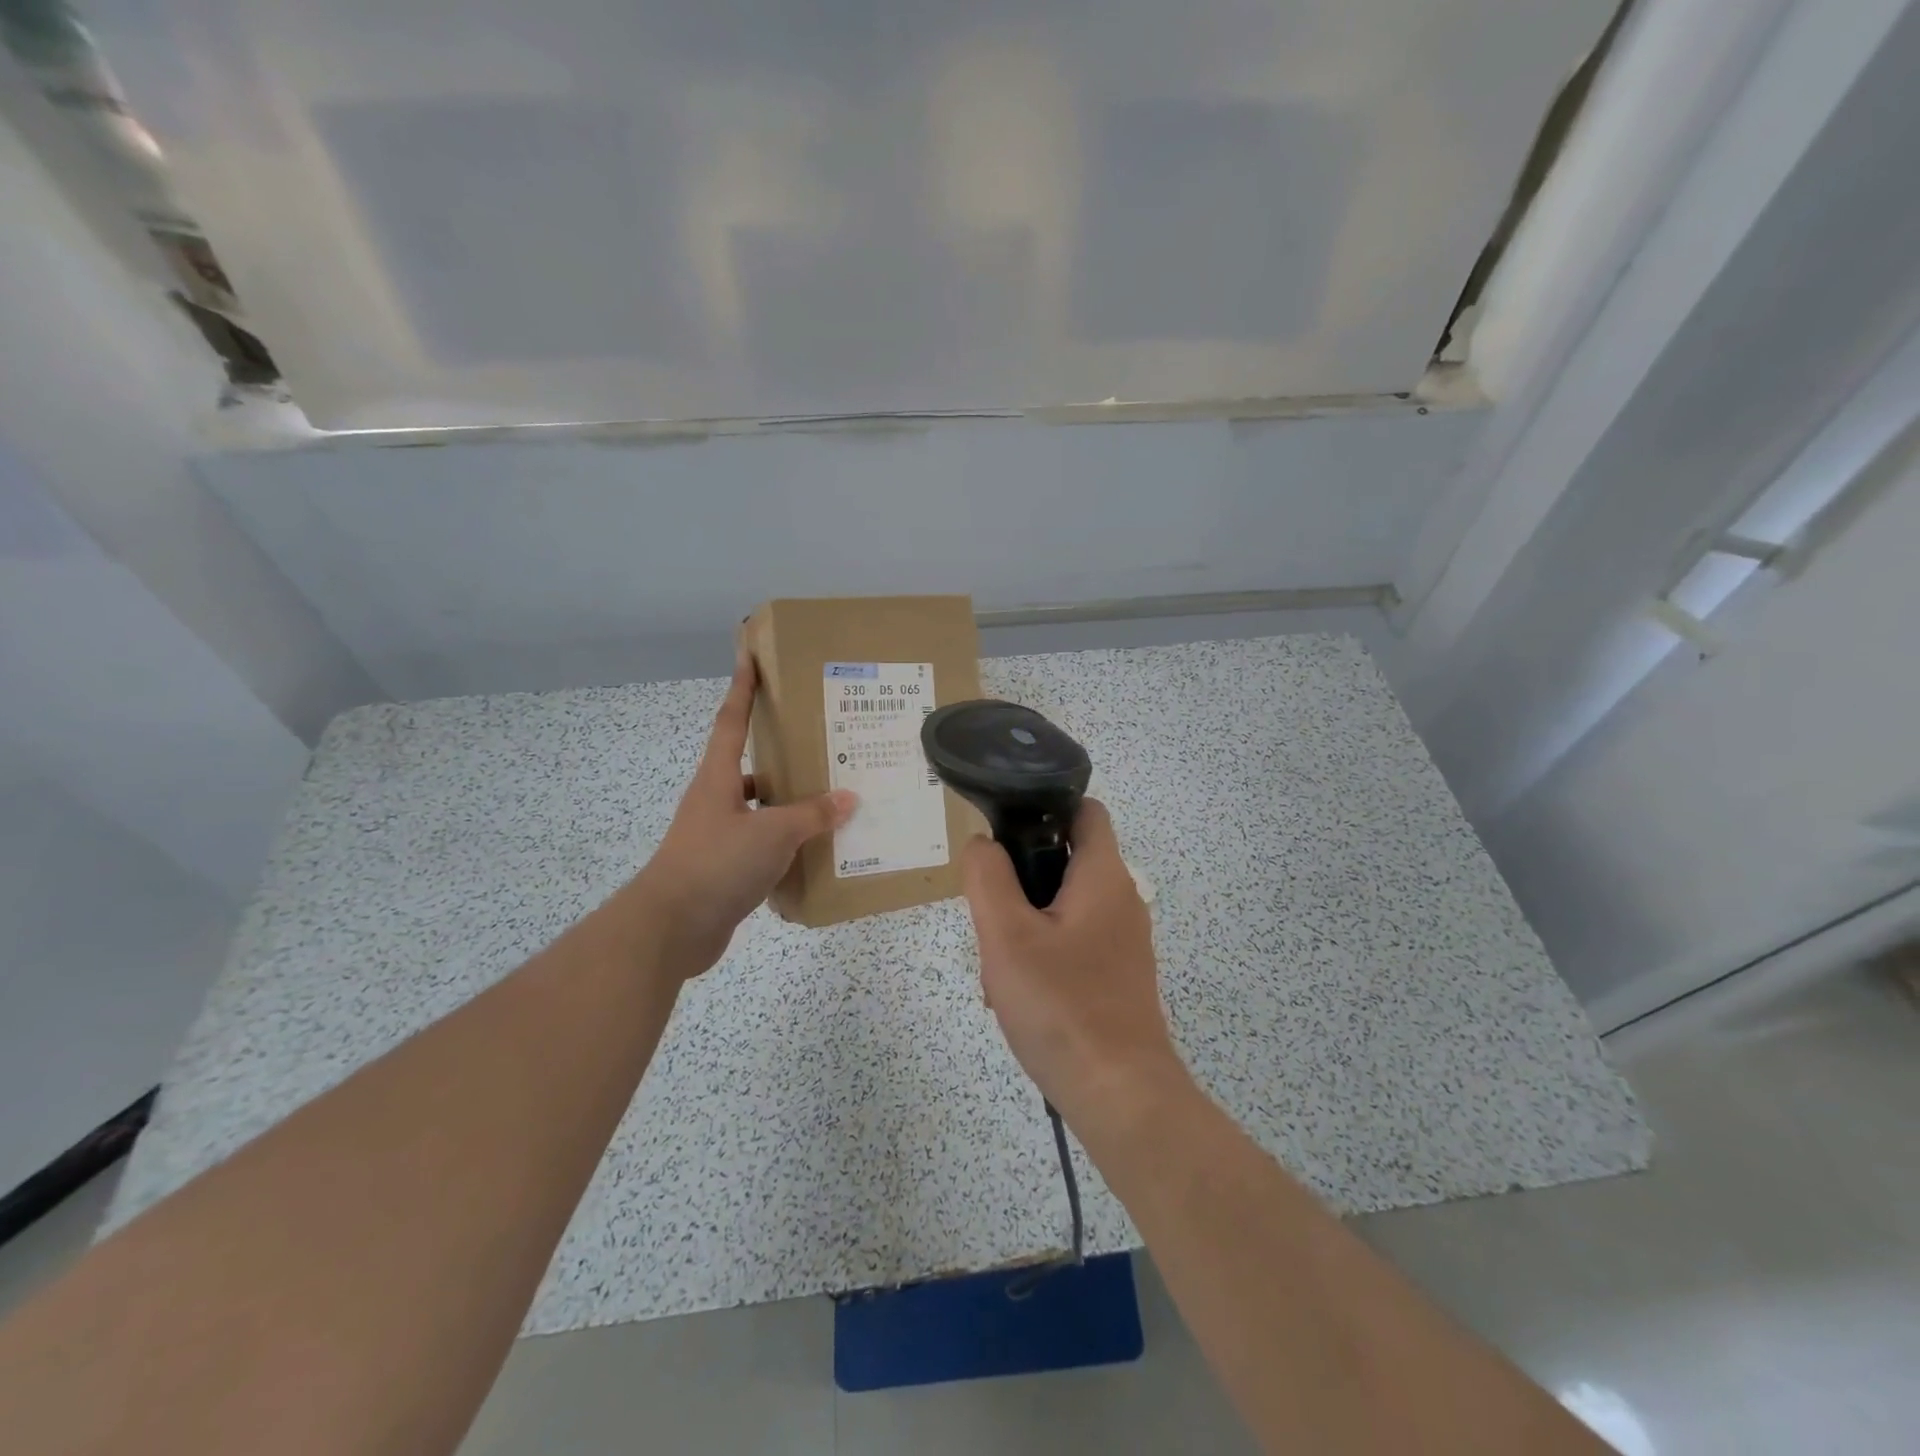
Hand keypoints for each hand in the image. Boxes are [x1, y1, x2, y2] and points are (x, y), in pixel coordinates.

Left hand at [632, 652, 854, 975]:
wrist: (670, 929)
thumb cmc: (716, 863)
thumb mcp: (772, 833)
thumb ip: (811, 814)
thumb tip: (847, 798)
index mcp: (718, 779)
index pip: (730, 721)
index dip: (742, 689)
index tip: (750, 657)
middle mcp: (716, 801)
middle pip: (750, 765)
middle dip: (781, 752)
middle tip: (822, 741)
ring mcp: (719, 836)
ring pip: (761, 809)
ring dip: (791, 804)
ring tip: (833, 799)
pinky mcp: (725, 869)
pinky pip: (763, 845)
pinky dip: (788, 845)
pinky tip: (818, 850)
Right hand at [961, 799, 1187, 1125]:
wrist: (1120, 1096)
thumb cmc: (1062, 1006)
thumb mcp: (1007, 935)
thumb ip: (988, 878)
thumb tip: (982, 844)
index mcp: (1103, 876)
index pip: (1085, 810)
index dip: (1046, 806)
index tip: (1005, 830)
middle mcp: (1121, 900)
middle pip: (1066, 860)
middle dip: (1022, 877)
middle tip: (990, 910)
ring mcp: (1123, 941)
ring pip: (1063, 907)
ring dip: (1026, 923)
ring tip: (998, 962)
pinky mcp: (1118, 975)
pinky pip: (1074, 943)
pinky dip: (1044, 953)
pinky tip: (1018, 992)